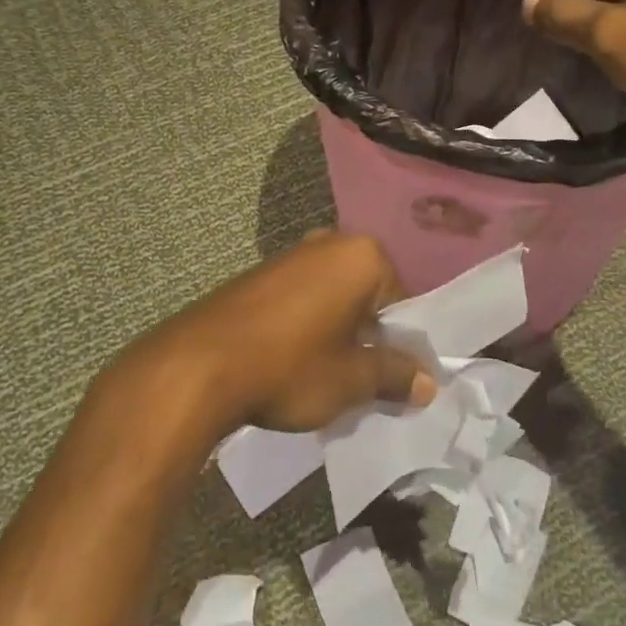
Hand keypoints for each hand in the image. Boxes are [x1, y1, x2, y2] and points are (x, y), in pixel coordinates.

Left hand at [99, 232, 436, 438]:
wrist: (198, 366)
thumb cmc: (290, 367)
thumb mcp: (352, 380)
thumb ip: (395, 375)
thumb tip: (427, 382)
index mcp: (362, 256)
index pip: (403, 302)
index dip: (402, 345)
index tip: (395, 380)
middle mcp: (328, 243)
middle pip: (367, 296)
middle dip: (368, 336)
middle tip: (363, 380)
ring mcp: (289, 256)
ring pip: (333, 298)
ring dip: (337, 333)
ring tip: (327, 377)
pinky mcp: (258, 275)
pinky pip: (301, 299)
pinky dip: (307, 326)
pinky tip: (292, 363)